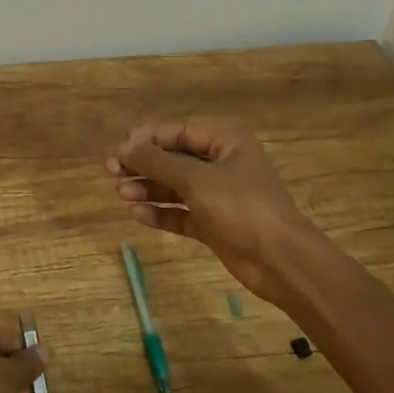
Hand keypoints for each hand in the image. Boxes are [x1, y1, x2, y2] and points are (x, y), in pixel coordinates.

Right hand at [106, 120, 321, 302]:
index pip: (178, 131)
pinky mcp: (213, 224)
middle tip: (113, 173)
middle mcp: (221, 164)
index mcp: (225, 141)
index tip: (120, 150)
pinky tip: (139, 215)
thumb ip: (157, 162)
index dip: (147, 139)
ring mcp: (217, 195)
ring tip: (123, 196)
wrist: (280, 261)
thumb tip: (124, 148)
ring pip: (175, 186)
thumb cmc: (241, 207)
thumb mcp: (196, 179)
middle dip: (144, 165)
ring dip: (149, 188)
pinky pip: (181, 212)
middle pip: (174, 158)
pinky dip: (161, 212)